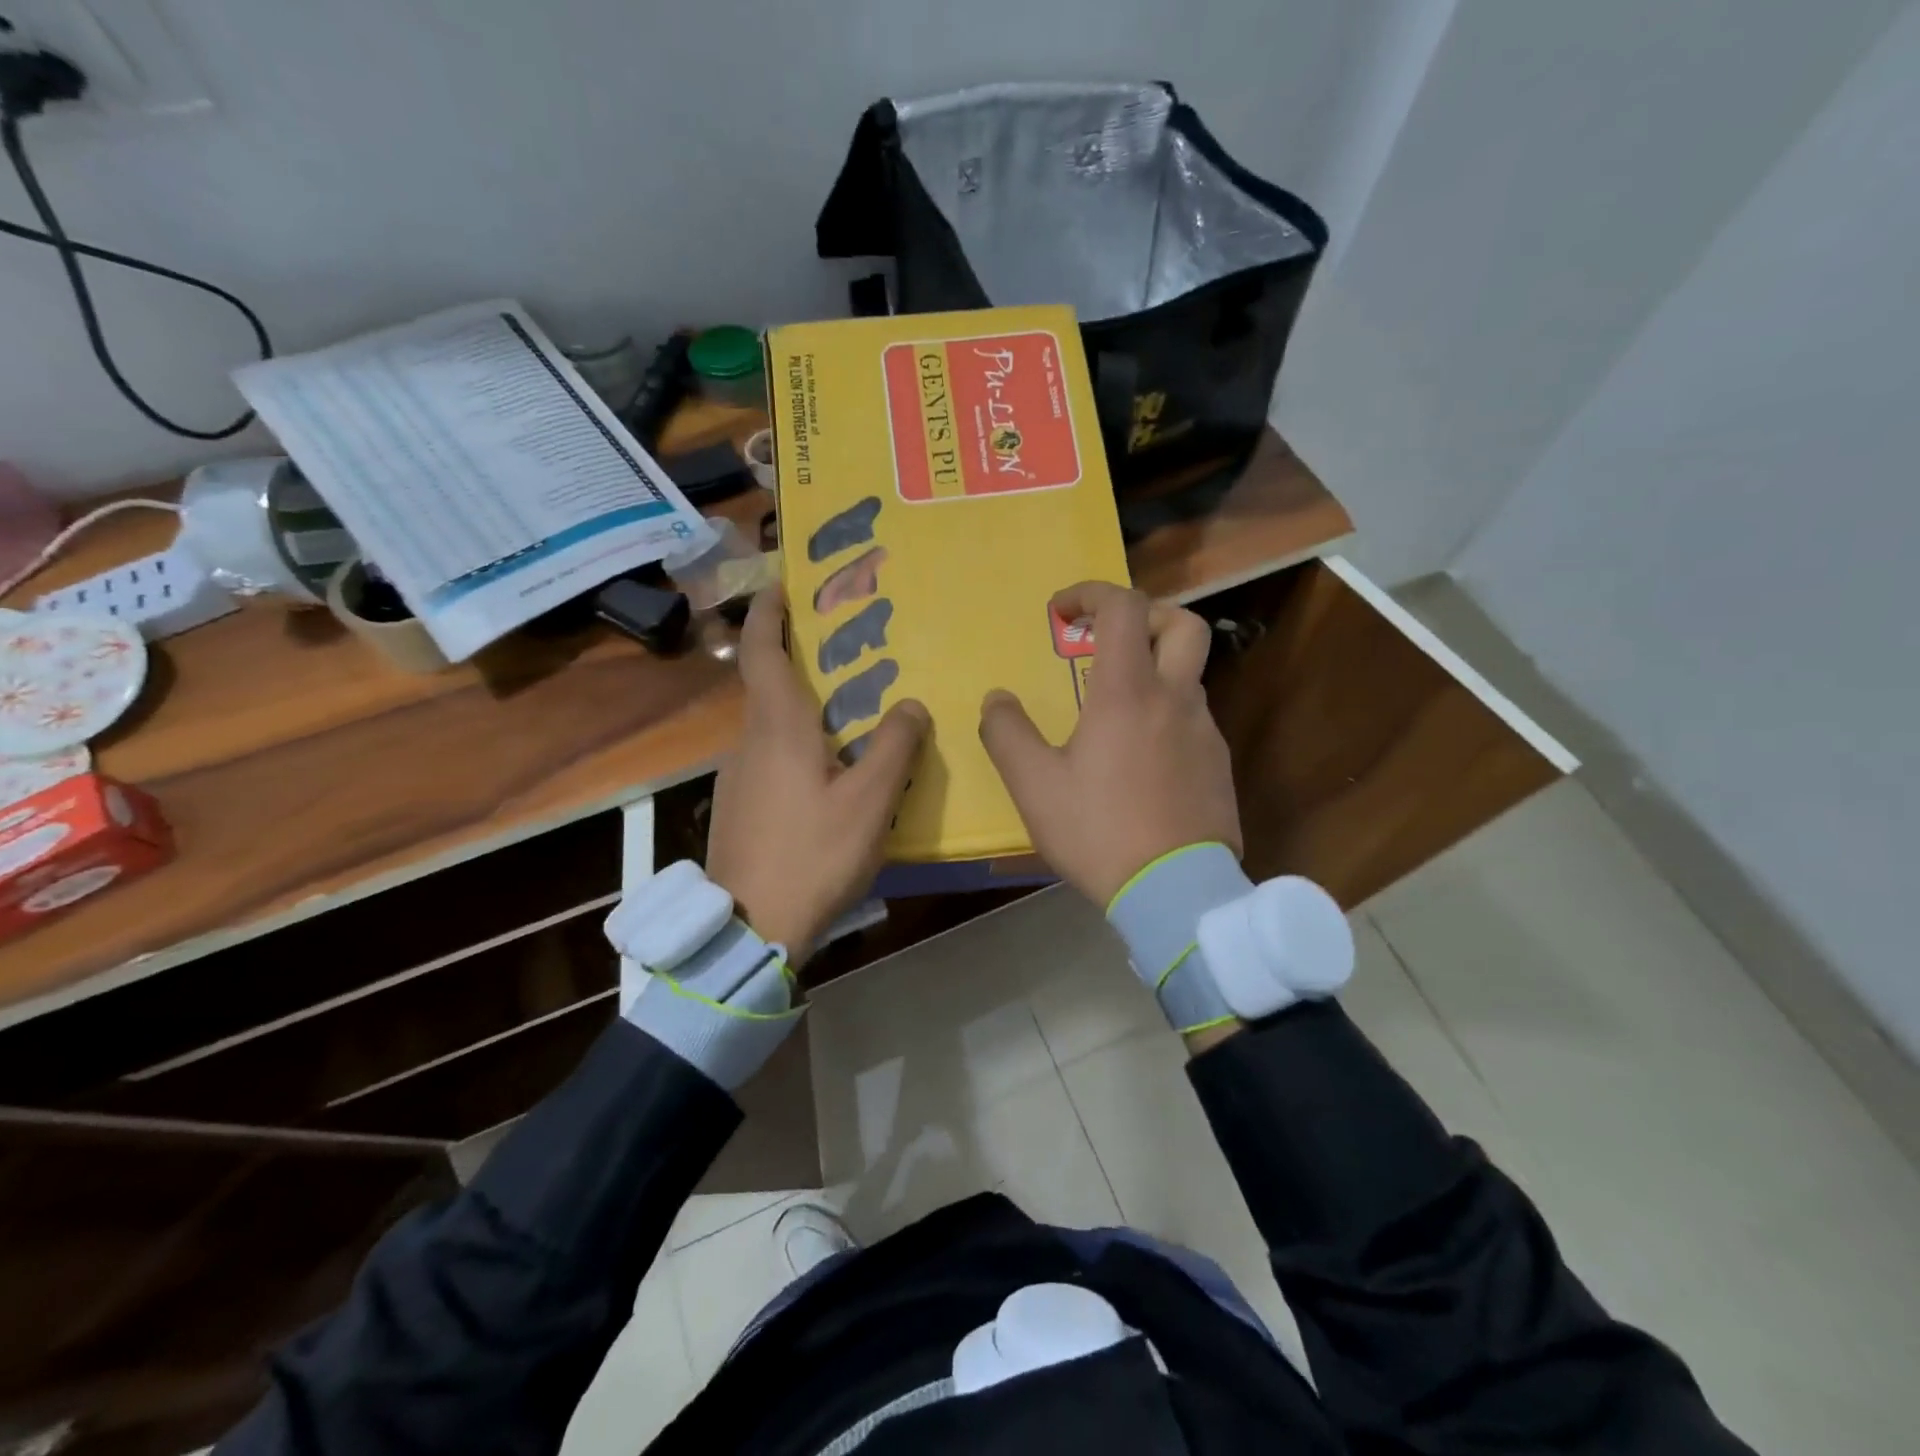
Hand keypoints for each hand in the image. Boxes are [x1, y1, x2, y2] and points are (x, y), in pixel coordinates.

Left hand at [706, 586, 929, 964]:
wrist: (751, 927)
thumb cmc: (813, 854)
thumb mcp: (869, 801)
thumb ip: (894, 747)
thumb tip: (910, 704)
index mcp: (777, 727)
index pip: (761, 652)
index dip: (768, 614)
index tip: (780, 585)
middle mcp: (748, 742)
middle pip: (768, 686)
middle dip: (797, 660)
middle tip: (843, 651)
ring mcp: (737, 777)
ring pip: (771, 727)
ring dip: (802, 709)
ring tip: (848, 716)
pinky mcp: (738, 807)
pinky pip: (770, 759)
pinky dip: (797, 747)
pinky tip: (827, 776)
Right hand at [979, 582, 1240, 907]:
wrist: (1175, 892)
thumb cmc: (1099, 831)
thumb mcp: (1034, 786)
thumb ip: (1007, 733)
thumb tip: (996, 699)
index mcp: (1128, 692)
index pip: (1124, 608)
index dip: (1092, 594)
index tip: (1061, 612)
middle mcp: (1175, 700)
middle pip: (1183, 625)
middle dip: (1146, 617)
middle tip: (1110, 641)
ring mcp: (1206, 733)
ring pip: (1188, 678)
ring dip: (1153, 674)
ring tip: (1113, 714)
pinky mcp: (1219, 767)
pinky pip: (1193, 722)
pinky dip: (1166, 717)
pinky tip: (1140, 761)